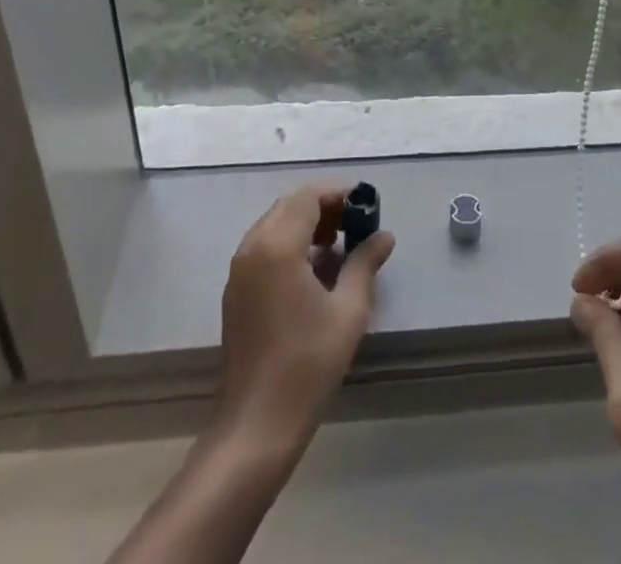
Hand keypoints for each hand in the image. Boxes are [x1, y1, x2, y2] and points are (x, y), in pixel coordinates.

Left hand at [216, 185, 394, 455]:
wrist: (256, 426)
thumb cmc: (307, 364)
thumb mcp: (348, 310)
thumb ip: (365, 264)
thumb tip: (384, 236)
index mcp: (276, 246)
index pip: (308, 197)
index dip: (338, 194)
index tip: (365, 206)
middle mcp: (252, 248)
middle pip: (289, 206)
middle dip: (323, 208)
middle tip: (355, 225)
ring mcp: (239, 271)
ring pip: (275, 225)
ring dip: (306, 225)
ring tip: (339, 248)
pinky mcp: (236, 292)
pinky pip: (264, 248)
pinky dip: (290, 245)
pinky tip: (314, 272)